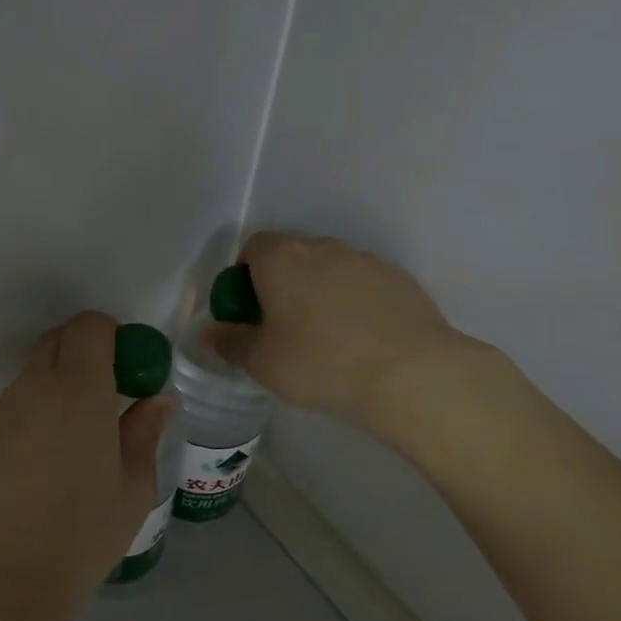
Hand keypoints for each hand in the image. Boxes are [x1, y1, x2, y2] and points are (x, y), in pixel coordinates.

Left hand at [0, 311, 173, 620]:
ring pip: (32, 376)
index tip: (126, 368)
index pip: (89, 326)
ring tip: (70, 446)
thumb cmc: (78, 538)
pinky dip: (30, 417)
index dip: (111, 335)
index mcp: (78, 392)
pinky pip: (10, 408)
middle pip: (57, 342)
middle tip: (104, 401)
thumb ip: (144, 433)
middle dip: (84, 355)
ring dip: (56, 389)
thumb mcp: (131, 490)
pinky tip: (36, 469)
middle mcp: (33, 388)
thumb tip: (158, 399)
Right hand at [210, 233, 484, 428]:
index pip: (253, 247)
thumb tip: (210, 333)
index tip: (250, 311)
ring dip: (322, 292)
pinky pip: (364, 284)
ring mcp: (365, 260)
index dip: (245, 276)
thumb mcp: (262, 363)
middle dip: (283, 284)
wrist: (409, 372)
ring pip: (331, 269)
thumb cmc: (319, 363)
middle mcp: (322, 247)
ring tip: (329, 338)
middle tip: (285, 328)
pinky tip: (364, 340)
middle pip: (292, 256)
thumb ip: (230, 343)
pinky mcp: (399, 278)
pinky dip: (357, 302)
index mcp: (282, 258)